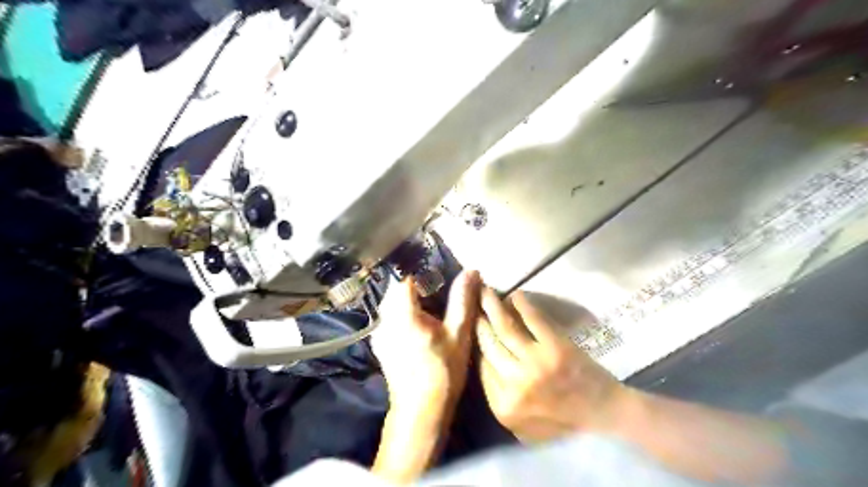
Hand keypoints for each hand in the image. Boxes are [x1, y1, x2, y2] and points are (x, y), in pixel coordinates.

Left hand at [372, 272, 480, 412]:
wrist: (421, 410)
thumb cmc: (443, 370)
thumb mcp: (458, 333)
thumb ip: (462, 299)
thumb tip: (471, 271)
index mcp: (403, 314)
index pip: (404, 278)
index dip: (420, 275)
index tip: (436, 279)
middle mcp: (385, 320)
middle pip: (394, 289)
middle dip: (413, 287)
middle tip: (436, 294)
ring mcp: (378, 333)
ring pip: (389, 304)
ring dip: (406, 300)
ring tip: (428, 309)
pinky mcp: (379, 345)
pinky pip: (387, 318)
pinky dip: (400, 314)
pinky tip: (417, 327)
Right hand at [474, 288, 632, 443]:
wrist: (605, 417)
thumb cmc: (563, 424)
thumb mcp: (522, 426)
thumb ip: (499, 398)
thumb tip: (483, 360)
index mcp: (503, 406)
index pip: (481, 366)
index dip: (476, 343)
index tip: (473, 327)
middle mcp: (514, 384)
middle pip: (488, 344)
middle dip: (478, 321)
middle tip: (471, 303)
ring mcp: (535, 363)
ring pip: (504, 328)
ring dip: (492, 306)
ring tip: (485, 291)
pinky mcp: (555, 346)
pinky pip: (531, 319)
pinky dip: (520, 304)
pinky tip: (514, 295)